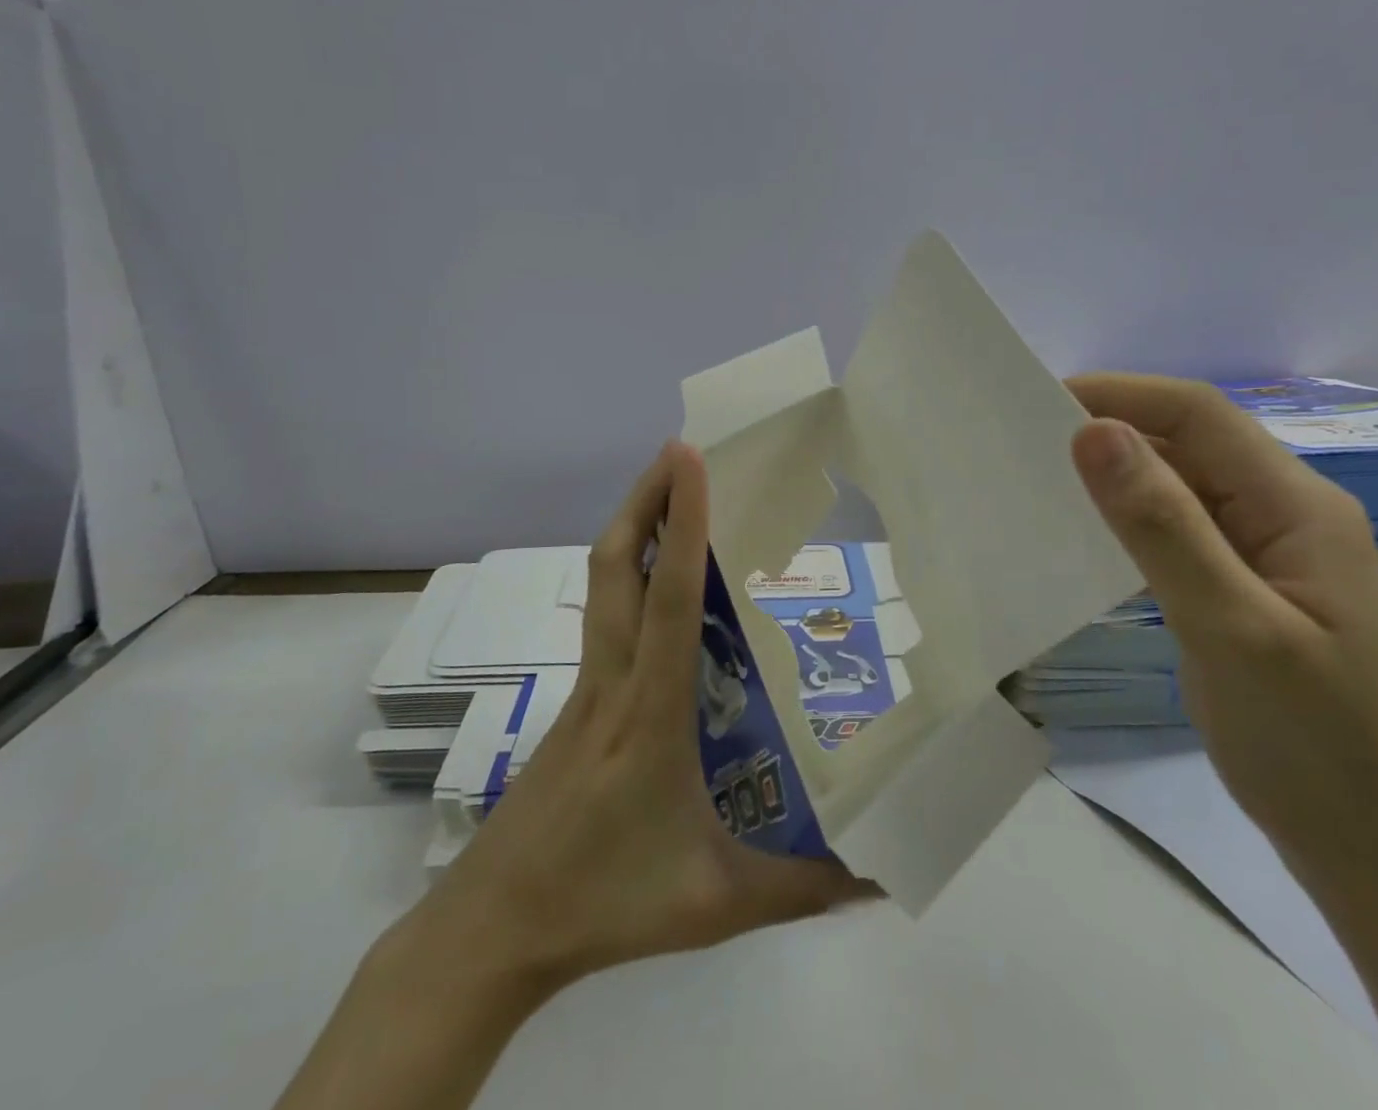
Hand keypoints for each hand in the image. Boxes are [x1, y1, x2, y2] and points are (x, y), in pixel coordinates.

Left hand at [281, 444, 871, 1109]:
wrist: (492, 927)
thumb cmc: (603, 904)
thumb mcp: (716, 904)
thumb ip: (805, 889)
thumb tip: (885, 877)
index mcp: (651, 712)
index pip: (668, 601)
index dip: (682, 524)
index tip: (689, 459)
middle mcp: (613, 680)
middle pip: (617, 566)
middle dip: (645, 498)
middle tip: (678, 451)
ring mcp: (586, 686)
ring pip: (602, 583)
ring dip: (633, 525)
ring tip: (668, 489)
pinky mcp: (575, 699)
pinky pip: (604, 615)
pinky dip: (628, 572)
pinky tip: (657, 580)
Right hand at [1064, 375, 1377, 901]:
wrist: (1373, 854)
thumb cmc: (1312, 744)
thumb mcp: (1231, 628)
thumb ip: (1162, 527)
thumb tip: (1093, 432)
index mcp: (1300, 507)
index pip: (1200, 414)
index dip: (1121, 394)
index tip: (1039, 402)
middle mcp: (1287, 513)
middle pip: (1192, 441)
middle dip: (1113, 426)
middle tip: (1026, 439)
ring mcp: (1267, 551)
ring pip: (1182, 483)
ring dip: (1117, 471)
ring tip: (1041, 475)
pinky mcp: (1244, 586)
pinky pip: (1180, 527)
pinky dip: (1130, 516)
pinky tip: (1087, 531)